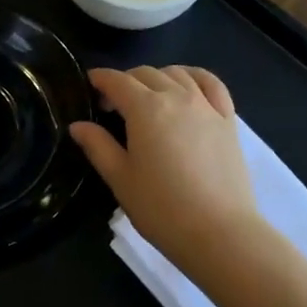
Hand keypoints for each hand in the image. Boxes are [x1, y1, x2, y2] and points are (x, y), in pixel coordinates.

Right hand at [69, 66, 262, 277]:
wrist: (220, 232)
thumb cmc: (162, 208)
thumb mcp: (120, 179)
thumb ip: (98, 146)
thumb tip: (78, 125)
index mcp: (145, 108)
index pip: (117, 81)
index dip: (100, 79)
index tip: (90, 86)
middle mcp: (176, 96)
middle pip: (146, 73)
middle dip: (125, 80)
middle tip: (113, 104)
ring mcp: (206, 105)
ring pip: (178, 73)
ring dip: (157, 77)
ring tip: (149, 97)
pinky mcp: (228, 120)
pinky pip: (212, 84)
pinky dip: (195, 76)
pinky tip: (188, 86)